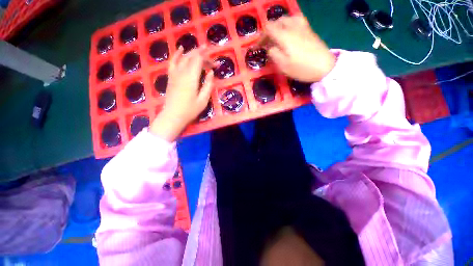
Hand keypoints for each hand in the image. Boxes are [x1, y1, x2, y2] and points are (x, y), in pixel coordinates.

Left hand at [150, 46, 213, 141]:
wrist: (173, 115)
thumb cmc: (190, 110)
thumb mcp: (203, 100)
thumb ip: (208, 85)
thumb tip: (211, 73)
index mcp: (191, 78)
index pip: (199, 60)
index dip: (208, 59)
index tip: (216, 64)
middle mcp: (182, 72)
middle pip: (192, 57)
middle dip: (202, 55)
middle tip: (211, 59)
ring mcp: (174, 73)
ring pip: (183, 57)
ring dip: (193, 53)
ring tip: (201, 51)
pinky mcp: (171, 76)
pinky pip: (173, 61)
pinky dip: (177, 54)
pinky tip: (181, 49)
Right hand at [261, 15, 335, 82]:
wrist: (325, 66)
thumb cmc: (301, 68)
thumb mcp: (283, 66)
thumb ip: (273, 54)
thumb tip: (270, 47)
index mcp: (284, 36)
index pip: (268, 29)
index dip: (261, 37)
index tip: (258, 46)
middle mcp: (292, 27)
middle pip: (277, 22)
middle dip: (269, 31)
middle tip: (266, 43)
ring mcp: (302, 26)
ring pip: (286, 19)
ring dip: (278, 27)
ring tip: (275, 37)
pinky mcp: (308, 29)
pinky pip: (295, 20)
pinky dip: (287, 25)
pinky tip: (288, 33)